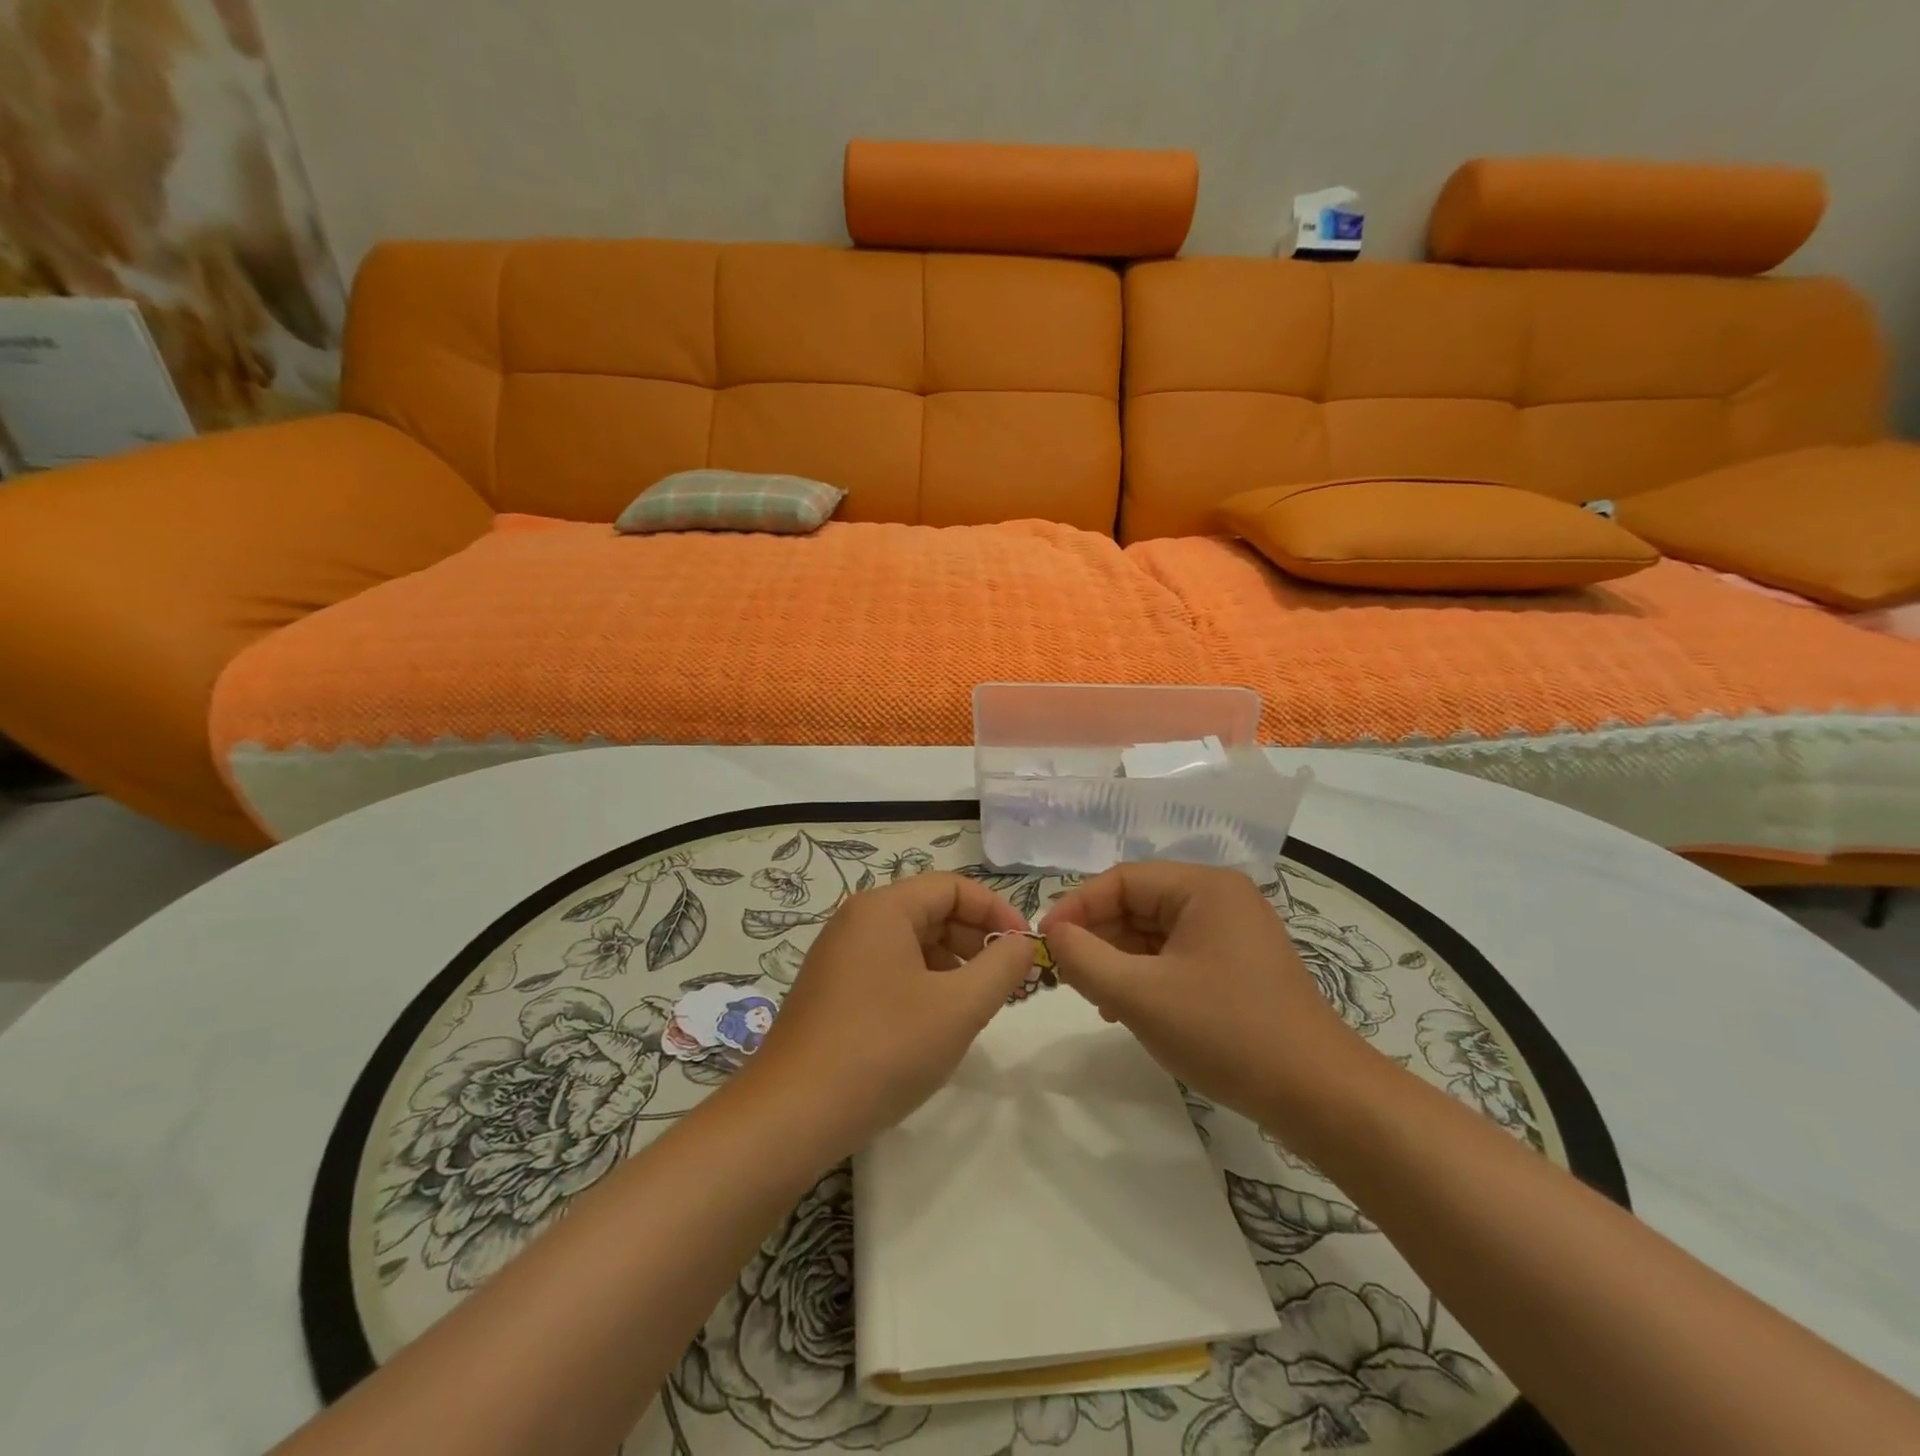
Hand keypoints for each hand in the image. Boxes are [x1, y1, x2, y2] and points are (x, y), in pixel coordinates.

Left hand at [738, 872, 1036, 1159]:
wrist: (791, 1116)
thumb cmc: (883, 1048)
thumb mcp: (959, 1006)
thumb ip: (1001, 966)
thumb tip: (1022, 943)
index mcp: (883, 909)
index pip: (953, 887)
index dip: (996, 911)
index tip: (1025, 948)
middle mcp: (857, 922)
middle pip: (931, 911)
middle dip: (977, 940)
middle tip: (1010, 981)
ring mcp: (839, 958)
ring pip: (912, 944)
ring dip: (953, 965)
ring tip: (980, 1005)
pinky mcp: (832, 993)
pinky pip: (890, 971)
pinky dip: (924, 985)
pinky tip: (938, 1024)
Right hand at [1040, 862, 1362, 1119]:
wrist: (1321, 1097)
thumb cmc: (1226, 1033)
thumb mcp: (1140, 995)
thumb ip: (1084, 958)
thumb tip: (1053, 935)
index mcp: (1204, 887)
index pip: (1121, 880)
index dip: (1076, 907)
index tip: (1044, 943)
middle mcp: (1220, 898)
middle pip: (1138, 904)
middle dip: (1098, 937)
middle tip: (1067, 975)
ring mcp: (1233, 933)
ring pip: (1154, 933)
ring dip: (1119, 961)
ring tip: (1096, 998)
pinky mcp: (1238, 966)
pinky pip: (1176, 956)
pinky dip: (1146, 976)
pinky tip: (1129, 1010)